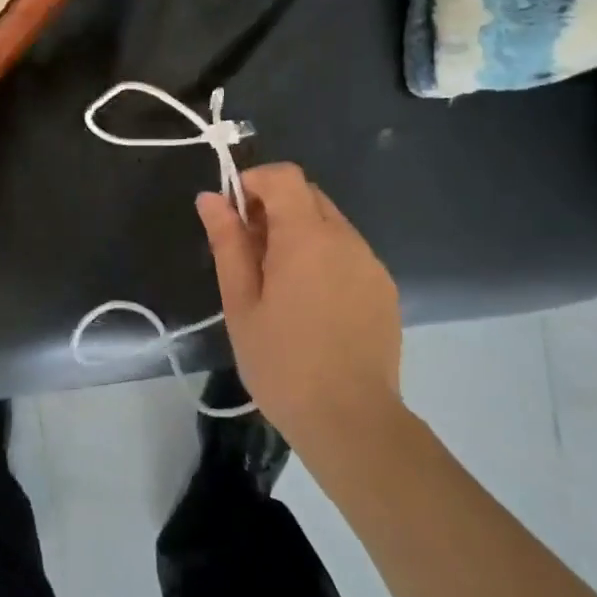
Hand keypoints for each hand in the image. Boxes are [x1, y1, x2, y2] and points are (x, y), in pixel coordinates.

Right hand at [196, 163, 402, 443]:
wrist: (350, 419)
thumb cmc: (281, 363)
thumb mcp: (241, 303)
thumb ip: (228, 243)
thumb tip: (211, 198)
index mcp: (307, 237)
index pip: (284, 176)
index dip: (253, 182)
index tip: (232, 215)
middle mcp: (346, 239)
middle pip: (308, 196)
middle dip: (273, 208)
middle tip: (248, 252)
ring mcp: (371, 263)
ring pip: (330, 225)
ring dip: (299, 234)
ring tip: (277, 284)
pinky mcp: (385, 288)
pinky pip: (349, 253)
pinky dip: (323, 257)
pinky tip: (310, 303)